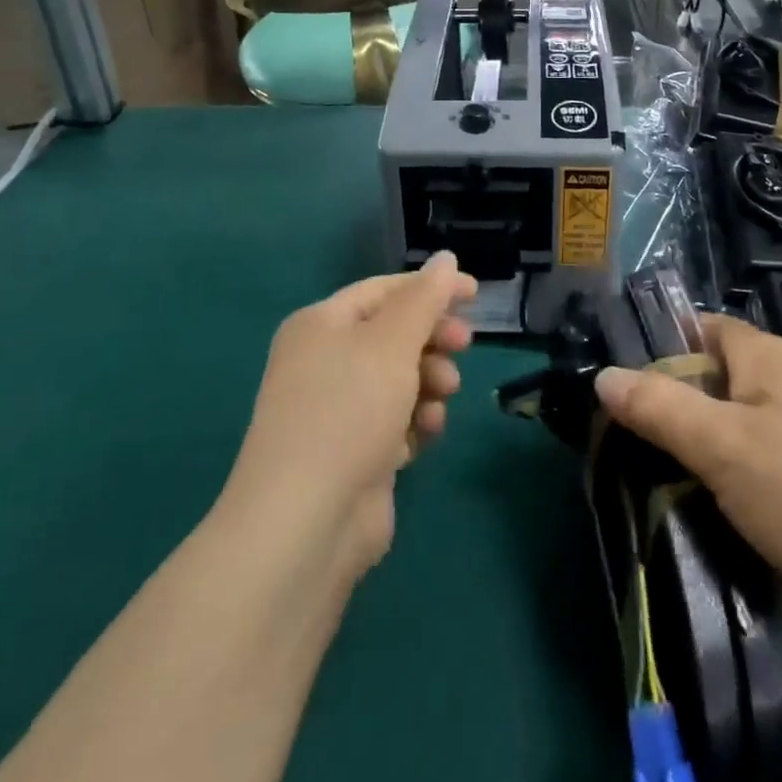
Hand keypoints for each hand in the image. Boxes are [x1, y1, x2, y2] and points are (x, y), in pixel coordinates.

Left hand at [222, 254, 476, 578]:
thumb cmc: (348, 410)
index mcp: (321, 325)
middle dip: (432, 339)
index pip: (384, 291)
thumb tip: (445, 258)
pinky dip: (415, 422)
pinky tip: (424, 434)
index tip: (475, 294)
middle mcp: (324, 362)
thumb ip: (424, 298)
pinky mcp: (353, 453)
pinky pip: (395, 421)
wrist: (305, 522)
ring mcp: (337, 410)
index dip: (430, 288)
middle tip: (464, 345)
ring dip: (428, 382)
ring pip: (399, 379)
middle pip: (393, 334)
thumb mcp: (392, 342)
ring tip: (441, 396)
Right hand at [594, 314, 781, 659]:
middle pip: (712, 384)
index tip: (617, 381)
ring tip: (643, 481)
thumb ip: (658, 407)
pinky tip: (693, 515)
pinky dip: (724, 489)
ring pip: (730, 435)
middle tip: (618, 440)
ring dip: (694, 457)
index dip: (658, 346)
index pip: (701, 329)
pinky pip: (753, 474)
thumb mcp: (722, 445)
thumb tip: (601, 375)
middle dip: (669, 410)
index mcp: (769, 358)